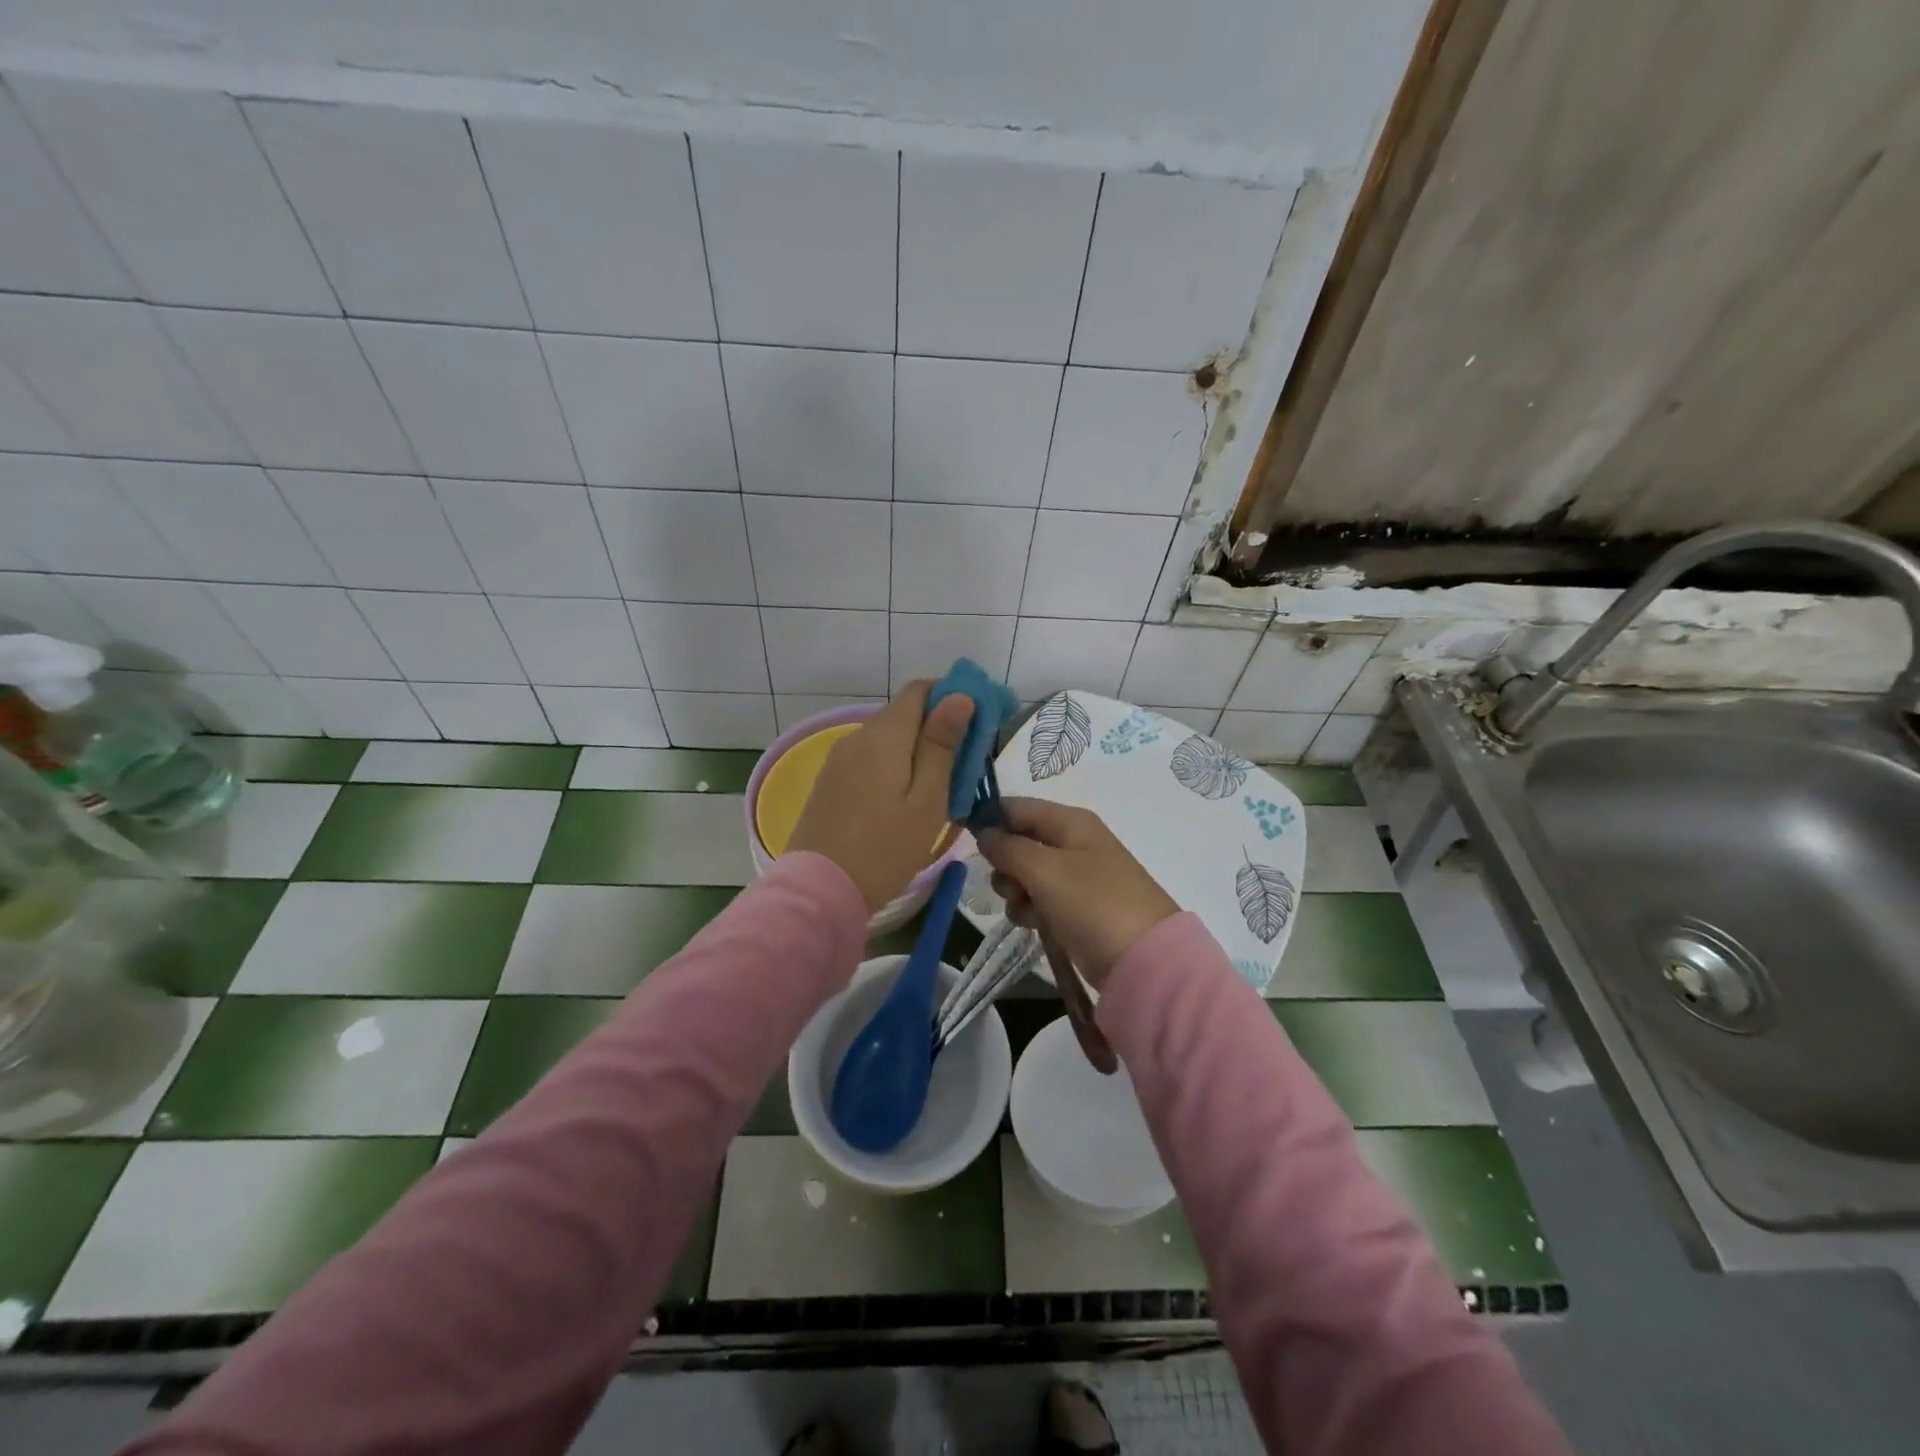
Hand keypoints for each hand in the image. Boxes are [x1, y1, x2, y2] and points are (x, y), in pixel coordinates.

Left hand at [786, 681, 973, 913]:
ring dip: (915, 750)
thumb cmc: (885, 848)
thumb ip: (941, 744)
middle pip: (904, 713)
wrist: (819, 891)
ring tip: (939, 787)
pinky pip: (869, 759)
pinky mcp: (829, 782)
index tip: (978, 722)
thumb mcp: (927, 799)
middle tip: (965, 766)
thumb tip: (959, 696)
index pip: (920, 689)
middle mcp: (857, 736)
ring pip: (886, 739)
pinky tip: (904, 799)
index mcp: (884, 734)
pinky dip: (892, 766)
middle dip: (937, 728)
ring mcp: (838, 759)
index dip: (952, 696)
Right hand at [977, 798, 1178, 990]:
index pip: (1017, 806)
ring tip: (1027, 909)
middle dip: (1004, 863)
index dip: (990, 819)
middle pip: (1019, 841)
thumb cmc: (1092, 902)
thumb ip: (1007, 847)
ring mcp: (1074, 876)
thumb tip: (984, 832)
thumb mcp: (1044, 869)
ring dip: (1015, 891)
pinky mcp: (1074, 908)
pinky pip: (1038, 899)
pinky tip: (1035, 924)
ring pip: (1024, 874)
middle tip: (1011, 883)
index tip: (965, 839)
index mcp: (1070, 822)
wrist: (1142, 959)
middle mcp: (1072, 842)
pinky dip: (1030, 910)